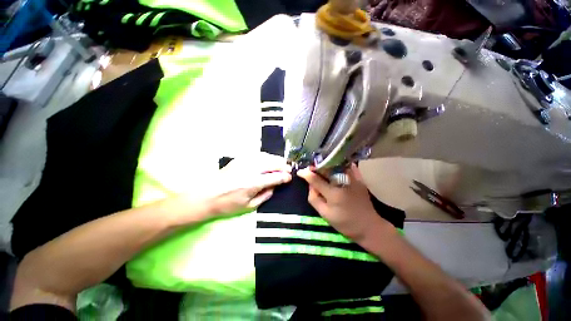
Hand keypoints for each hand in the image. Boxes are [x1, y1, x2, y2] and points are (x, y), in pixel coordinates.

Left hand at [208, 152, 291, 215]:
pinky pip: (257, 154)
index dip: (285, 177)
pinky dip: (266, 156)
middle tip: (289, 169)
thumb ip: (265, 195)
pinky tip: (269, 159)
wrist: (206, 195)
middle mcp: (251, 169)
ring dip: (276, 159)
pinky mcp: (240, 159)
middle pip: (272, 163)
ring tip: (282, 163)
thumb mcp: (249, 206)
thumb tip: (275, 187)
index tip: (289, 178)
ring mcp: (245, 162)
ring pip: (266, 156)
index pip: (275, 177)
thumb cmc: (227, 204)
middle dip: (283, 166)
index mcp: (253, 183)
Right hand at [298, 163, 390, 241]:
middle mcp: (343, 183)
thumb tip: (310, 185)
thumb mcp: (325, 214)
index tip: (300, 171)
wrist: (368, 227)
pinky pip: (349, 167)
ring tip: (321, 166)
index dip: (306, 174)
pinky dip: (341, 164)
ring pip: (337, 165)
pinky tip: (335, 165)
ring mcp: (353, 179)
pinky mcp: (360, 179)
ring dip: (327, 164)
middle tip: (311, 167)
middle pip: (326, 169)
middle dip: (316, 167)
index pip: (316, 180)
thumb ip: (314, 199)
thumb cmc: (345, 223)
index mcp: (333, 194)